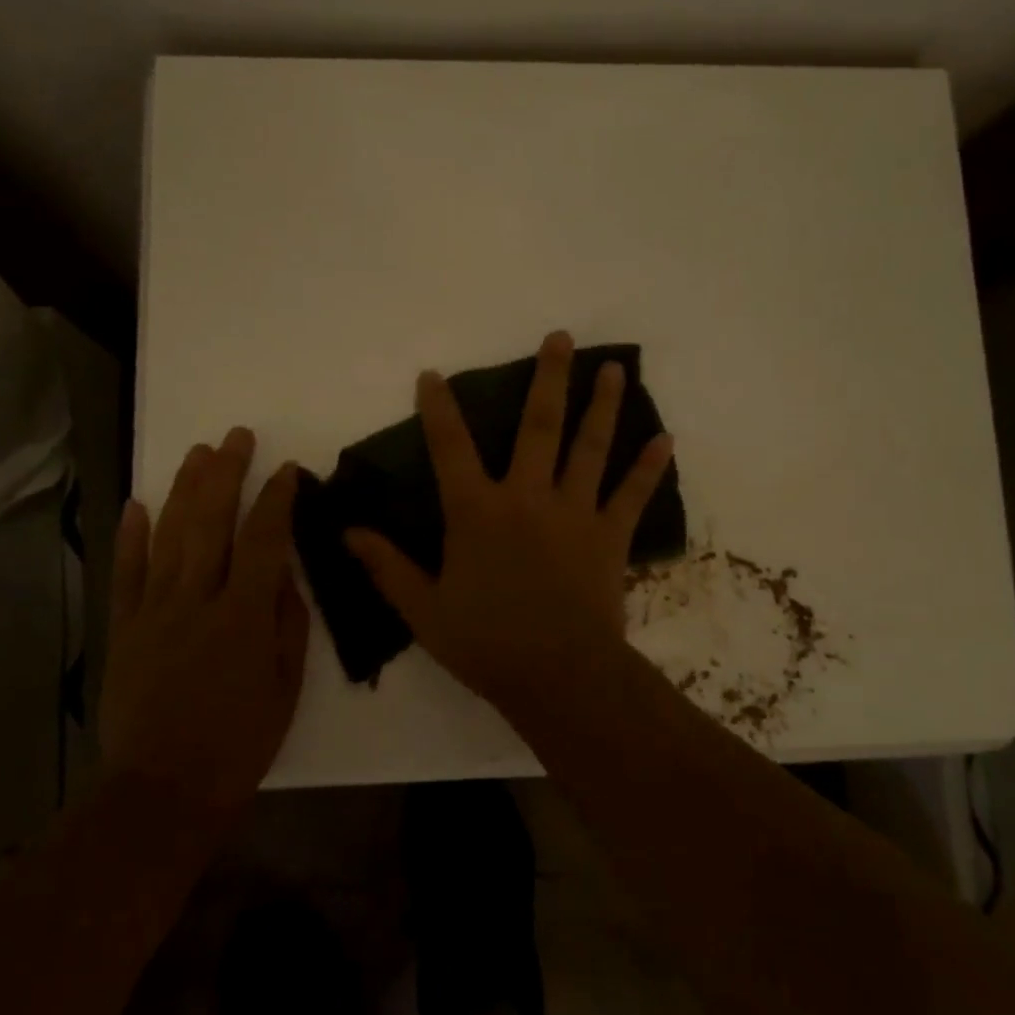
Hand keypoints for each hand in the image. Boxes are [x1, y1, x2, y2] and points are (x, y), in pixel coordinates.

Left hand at [98, 427, 308, 809]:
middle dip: (226, 474)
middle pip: (211, 523)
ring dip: (185, 490)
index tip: (287, 471)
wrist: (163, 789)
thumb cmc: (239, 743)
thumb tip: (283, 576)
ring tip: (199, 453)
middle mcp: (197, 600)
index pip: (263, 540)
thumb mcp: (286, 687)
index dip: (276, 500)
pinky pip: (127, 574)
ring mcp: (154, 612)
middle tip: (237, 437)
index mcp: (244, 615)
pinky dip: (131, 537)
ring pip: (170, 536)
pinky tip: (138, 503)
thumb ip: (286, 625)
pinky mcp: (124, 629)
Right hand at [344, 331, 673, 709]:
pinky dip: (648, 467)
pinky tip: (665, 439)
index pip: (450, 448)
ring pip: (589, 447)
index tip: (433, 374)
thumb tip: (349, 532)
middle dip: (547, 378)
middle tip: (559, 337)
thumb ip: (387, 567)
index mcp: (477, 512)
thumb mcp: (423, 610)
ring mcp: (574, 513)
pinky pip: (631, 495)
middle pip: (538, 426)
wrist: (558, 676)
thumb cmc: (485, 643)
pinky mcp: (609, 536)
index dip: (438, 409)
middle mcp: (527, 497)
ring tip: (613, 368)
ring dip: (602, 405)